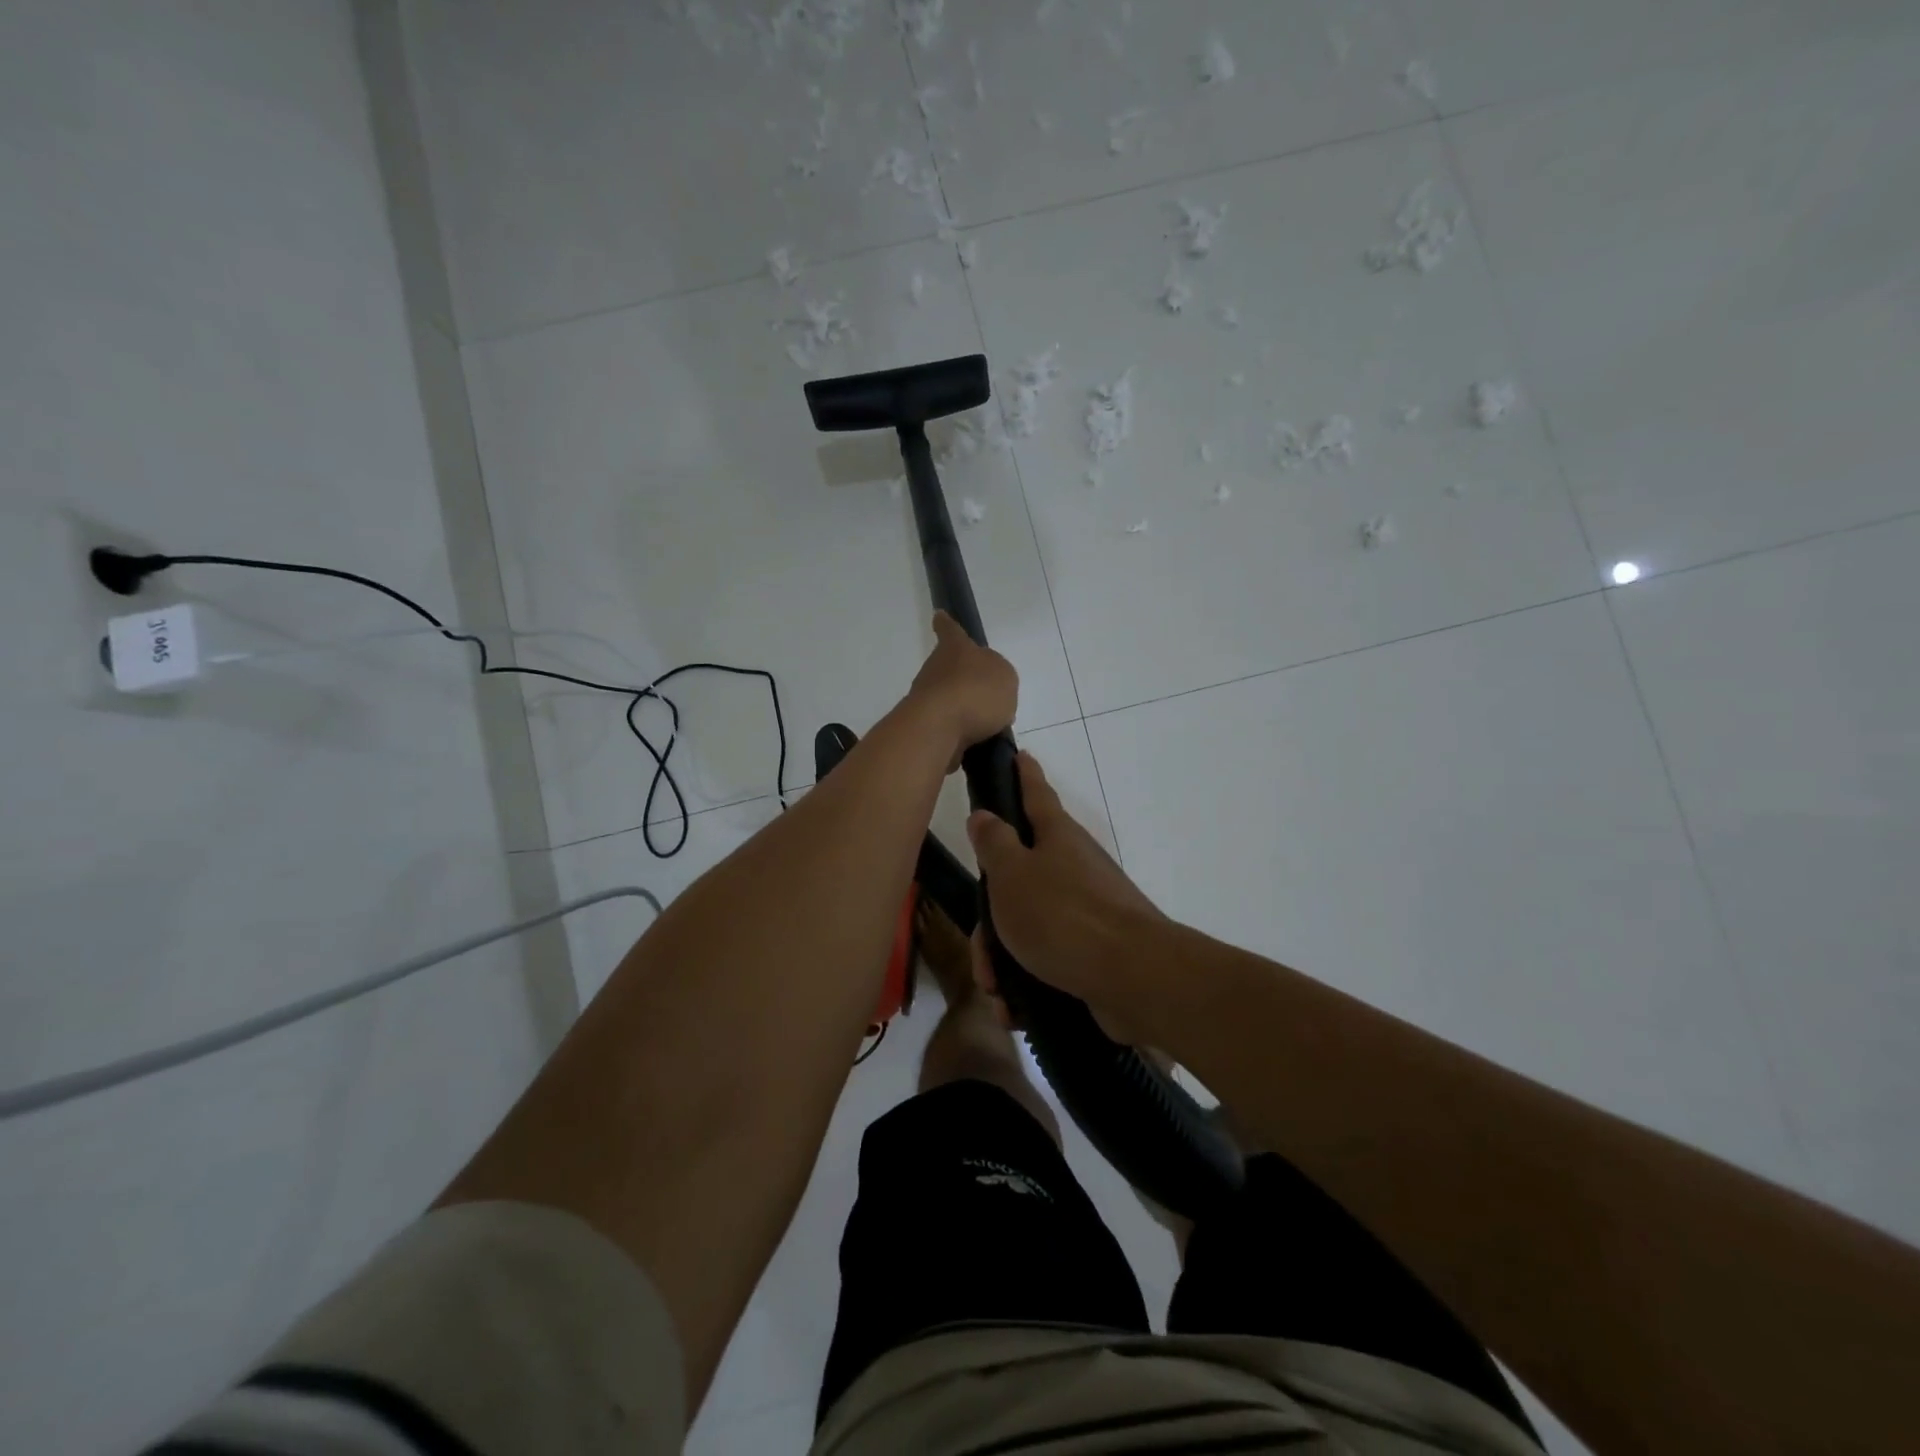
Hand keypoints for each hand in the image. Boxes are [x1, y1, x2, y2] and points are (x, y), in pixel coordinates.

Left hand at [905, 612, 1017, 765]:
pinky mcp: (925, 728)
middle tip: (986, 694)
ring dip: (965, 710)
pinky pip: (949, 728)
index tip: (939, 616)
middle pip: (950, 669)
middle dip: (964, 680)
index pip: (951, 631)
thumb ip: (999, 677)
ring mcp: (926, 700)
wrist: (939, 729)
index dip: (947, 624)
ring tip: (989, 726)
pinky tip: (978, 745)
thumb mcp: (1004, 677)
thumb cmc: (975, 692)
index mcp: (955, 649)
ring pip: (949, 700)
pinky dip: (961, 734)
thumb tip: (988, 687)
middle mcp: (935, 670)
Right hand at [966, 752, 1165, 1042]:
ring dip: (1004, 958)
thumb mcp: (1012, 875)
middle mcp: (1073, 866)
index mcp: (1055, 837)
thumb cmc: (1062, 916)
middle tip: (982, 950)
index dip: (1023, 774)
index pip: (1034, 793)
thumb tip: (985, 814)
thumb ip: (994, 843)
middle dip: (992, 918)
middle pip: (1019, 877)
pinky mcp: (1094, 949)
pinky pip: (1048, 957)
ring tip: (997, 989)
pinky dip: (1027, 979)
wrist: (1132, 978)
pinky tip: (1017, 1007)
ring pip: (1028, 923)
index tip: (1019, 754)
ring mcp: (1087, 908)